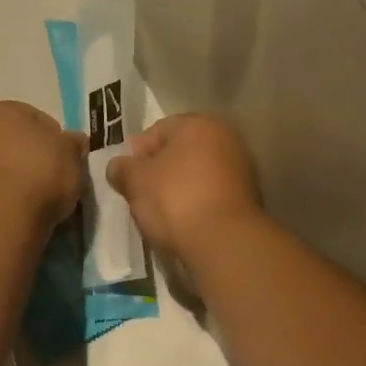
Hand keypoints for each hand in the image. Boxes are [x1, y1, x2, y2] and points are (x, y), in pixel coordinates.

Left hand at [0, 102, 86, 227]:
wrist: (1, 214)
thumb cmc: (41, 172)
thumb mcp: (72, 153)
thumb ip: (74, 143)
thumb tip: (74, 141)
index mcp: (5, 109)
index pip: (40, 120)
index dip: (58, 140)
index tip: (67, 160)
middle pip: (17, 142)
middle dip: (34, 157)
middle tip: (54, 179)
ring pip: (3, 165)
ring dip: (18, 176)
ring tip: (37, 198)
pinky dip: (5, 194)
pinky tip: (18, 208)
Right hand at [105, 114, 263, 260]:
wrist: (222, 241)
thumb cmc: (174, 199)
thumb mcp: (135, 181)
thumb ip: (122, 169)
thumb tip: (118, 167)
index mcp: (199, 124)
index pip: (159, 129)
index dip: (137, 151)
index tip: (126, 174)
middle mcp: (226, 139)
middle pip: (181, 152)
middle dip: (159, 169)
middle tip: (140, 192)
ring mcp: (241, 169)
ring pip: (198, 174)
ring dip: (179, 187)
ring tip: (159, 211)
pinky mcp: (247, 199)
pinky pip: (211, 195)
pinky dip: (196, 203)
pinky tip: (182, 221)